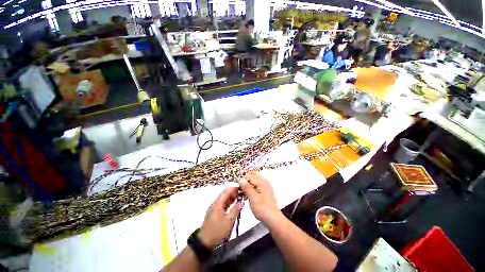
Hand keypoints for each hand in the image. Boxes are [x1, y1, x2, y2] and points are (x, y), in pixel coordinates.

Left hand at [199, 187, 242, 247]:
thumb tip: (241, 202)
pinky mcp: (215, 216)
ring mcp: (214, 211)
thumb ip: (235, 210)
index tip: (243, 186)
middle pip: (224, 196)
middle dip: (234, 193)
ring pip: (224, 201)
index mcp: (217, 205)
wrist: (206, 240)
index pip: (225, 192)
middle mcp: (214, 205)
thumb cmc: (217, 230)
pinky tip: (235, 207)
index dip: (234, 188)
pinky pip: (223, 207)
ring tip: (242, 198)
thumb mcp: (229, 221)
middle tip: (244, 192)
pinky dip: (229, 205)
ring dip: (232, 199)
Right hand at [238, 172, 281, 224]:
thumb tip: (240, 179)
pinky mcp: (263, 195)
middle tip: (240, 192)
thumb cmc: (264, 210)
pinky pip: (254, 190)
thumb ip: (246, 187)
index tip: (237, 187)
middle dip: (244, 184)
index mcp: (262, 183)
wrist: (272, 219)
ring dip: (246, 189)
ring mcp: (264, 189)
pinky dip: (250, 193)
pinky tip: (247, 198)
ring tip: (243, 196)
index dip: (242, 180)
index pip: (249, 176)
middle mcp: (264, 184)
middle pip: (251, 179)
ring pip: (252, 185)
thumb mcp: (253, 198)